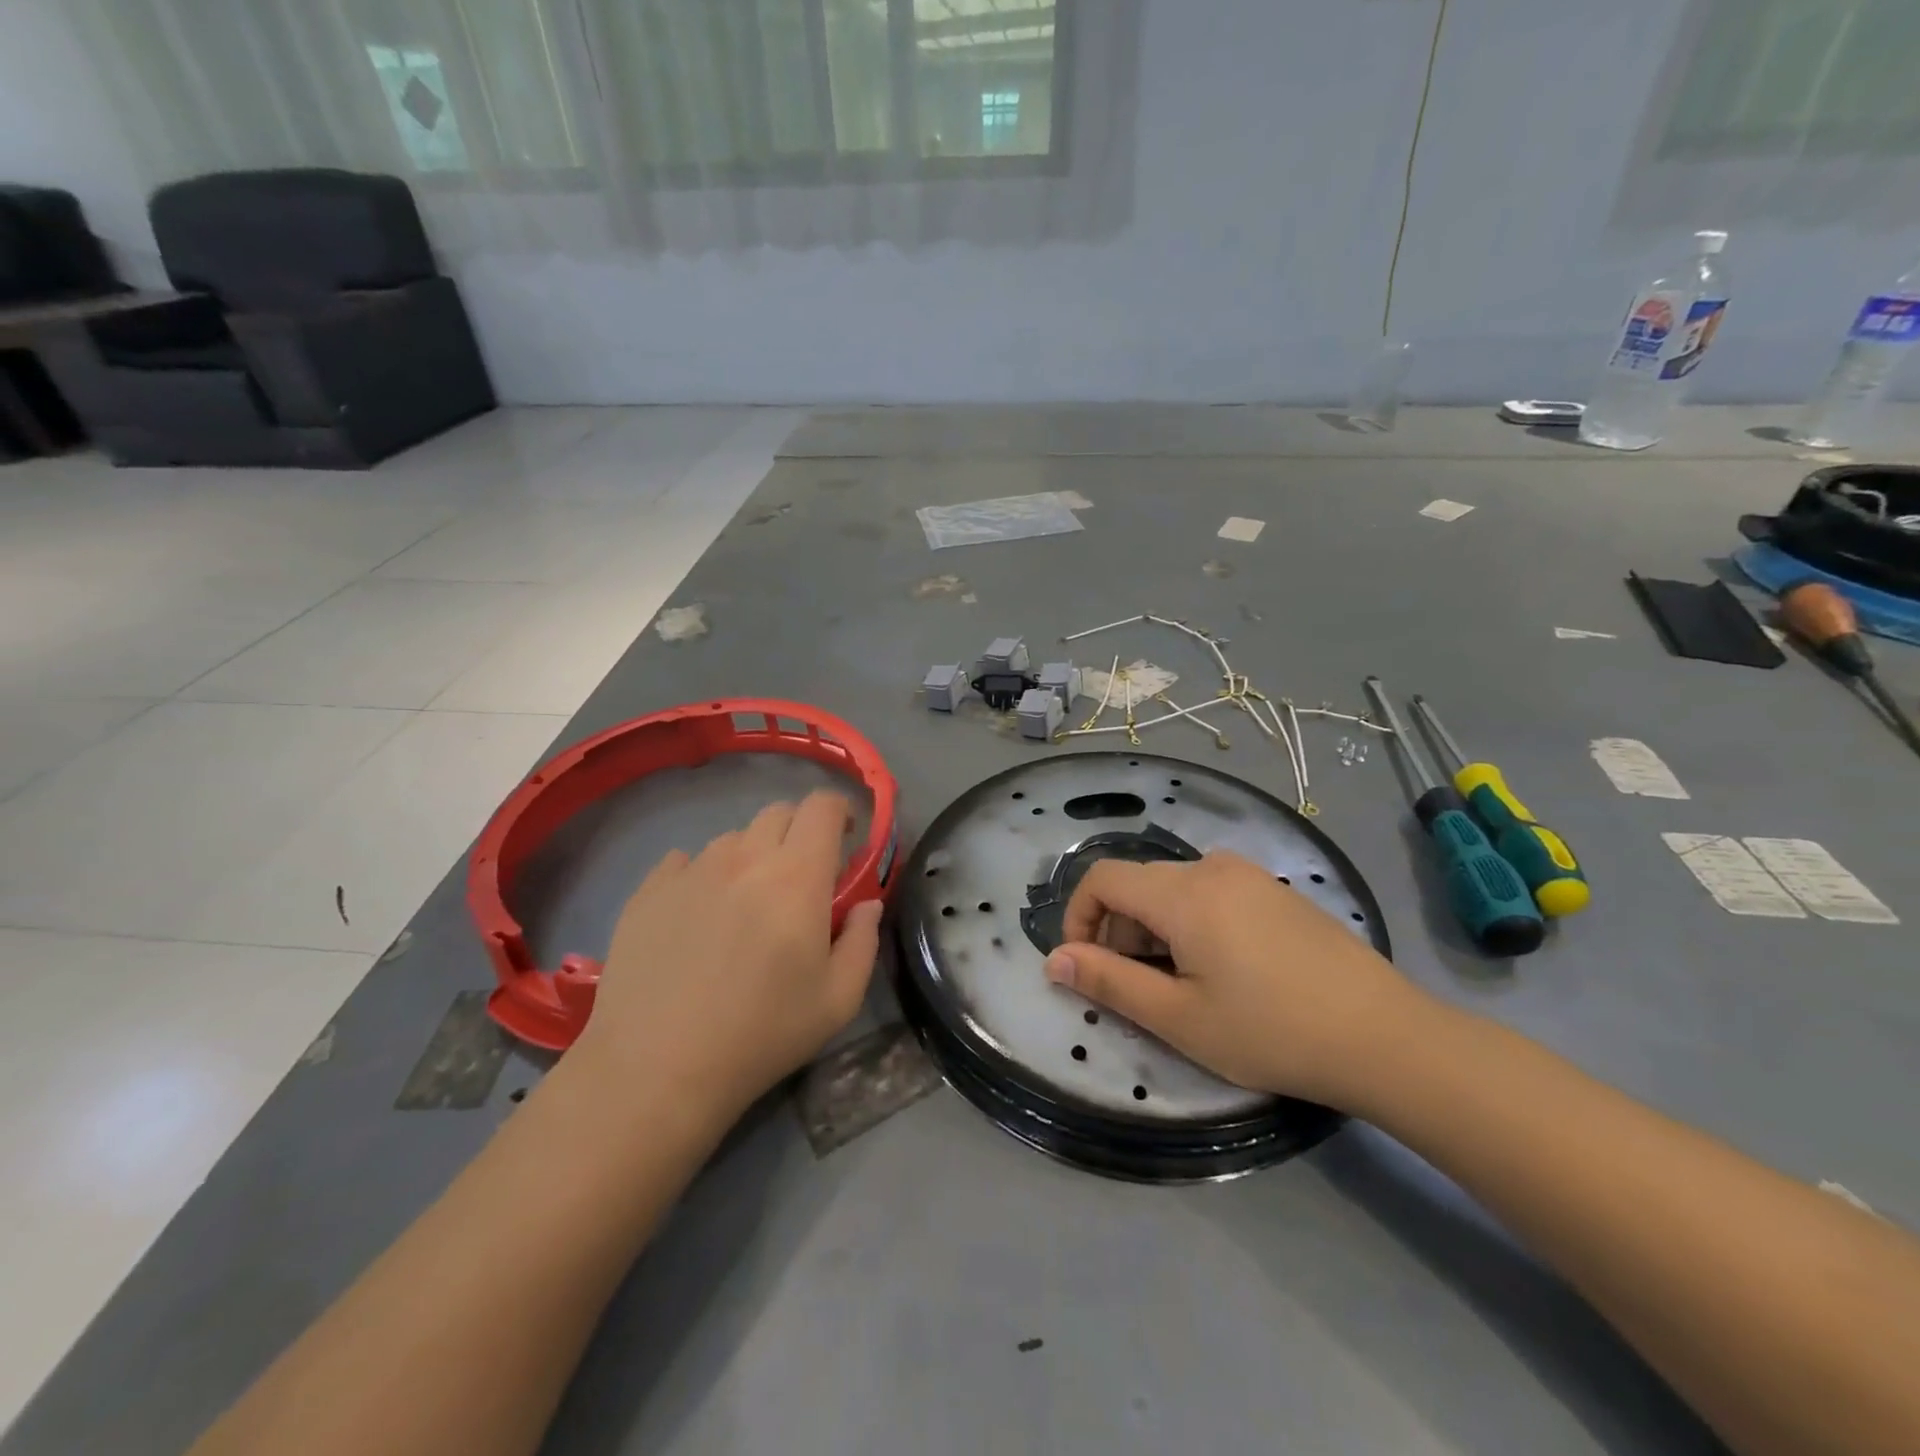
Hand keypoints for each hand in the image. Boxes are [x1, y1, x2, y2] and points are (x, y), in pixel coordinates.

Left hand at [577, 790, 883, 1117]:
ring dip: (752, 857)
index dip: (839, 811)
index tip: (845, 838)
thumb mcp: (838, 1000)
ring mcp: (691, 870)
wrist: (655, 1068)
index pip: (822, 806)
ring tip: (746, 904)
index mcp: (796, 876)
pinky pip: (685, 861)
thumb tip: (867, 905)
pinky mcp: (649, 890)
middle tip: (801, 878)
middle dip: (800, 832)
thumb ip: (863, 942)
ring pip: (733, 839)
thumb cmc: (761, 1034)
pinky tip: (699, 916)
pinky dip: (703, 875)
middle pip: (779, 813)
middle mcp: (744, 858)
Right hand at [1043, 850, 1426, 1107]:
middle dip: (1118, 930)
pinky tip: (1225, 970)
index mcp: (1183, 893)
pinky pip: (1212, 893)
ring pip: (1175, 889)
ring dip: (1155, 929)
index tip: (1084, 965)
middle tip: (1137, 988)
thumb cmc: (1270, 1031)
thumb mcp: (1179, 1018)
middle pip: (1139, 884)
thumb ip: (1109, 982)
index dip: (1079, 916)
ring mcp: (1250, 875)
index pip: (1103, 878)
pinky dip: (1192, 922)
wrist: (1385, 1037)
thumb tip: (1055, 960)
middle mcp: (1212, 868)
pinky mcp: (1277, 891)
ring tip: (1181, 984)